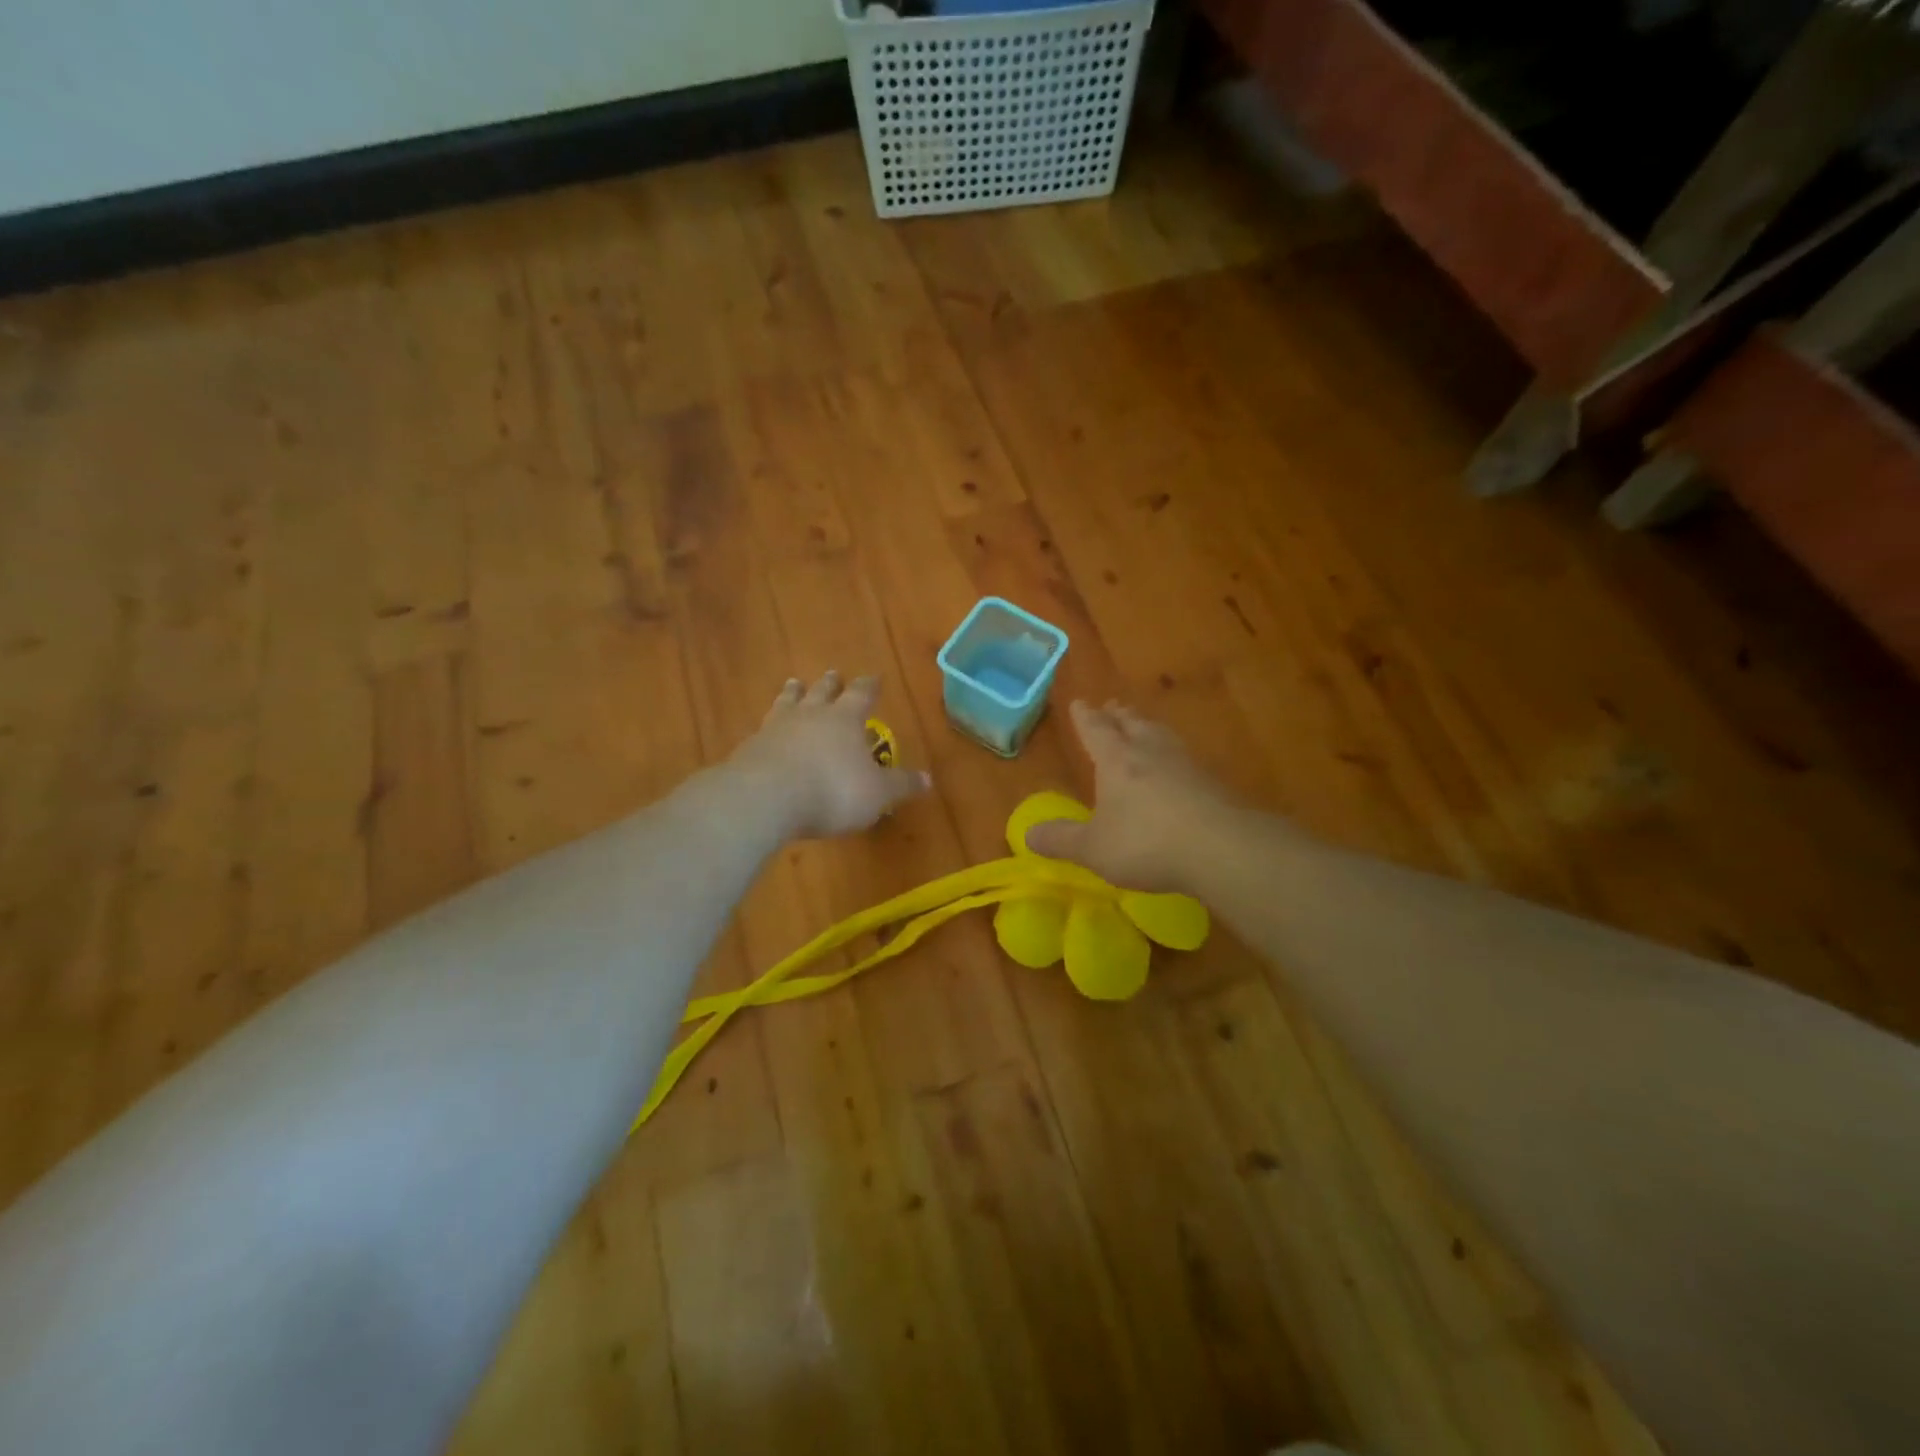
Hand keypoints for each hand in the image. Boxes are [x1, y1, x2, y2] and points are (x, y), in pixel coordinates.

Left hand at [731, 671, 930, 839]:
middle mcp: (811, 715)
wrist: (766, 798)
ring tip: (794, 684)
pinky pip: (764, 729)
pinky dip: (770, 726)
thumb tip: (928, 779)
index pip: (861, 694)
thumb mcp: (877, 793)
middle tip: (833, 674)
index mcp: (845, 719)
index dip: (869, 686)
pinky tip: (766, 731)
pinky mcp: (751, 747)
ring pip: (788, 702)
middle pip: (822, 692)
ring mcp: (776, 728)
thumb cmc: (833, 791)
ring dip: (793, 693)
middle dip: (830, 684)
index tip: (874, 676)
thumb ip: (900, 784)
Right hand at [1027, 700, 1237, 892]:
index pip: (1096, 730)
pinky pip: (1185, 759)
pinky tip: (1178, 768)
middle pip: (1132, 724)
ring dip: (1148, 728)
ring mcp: (1185, 764)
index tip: (1079, 703)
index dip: (1085, 717)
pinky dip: (1173, 755)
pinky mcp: (1212, 783)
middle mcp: (1150, 752)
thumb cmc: (1146, 843)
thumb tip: (1028, 835)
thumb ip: (1061, 840)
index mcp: (1116, 760)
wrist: (1222, 848)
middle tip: (1112, 706)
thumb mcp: (1093, 848)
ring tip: (1144, 726)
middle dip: (1119, 716)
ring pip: (1162, 736)